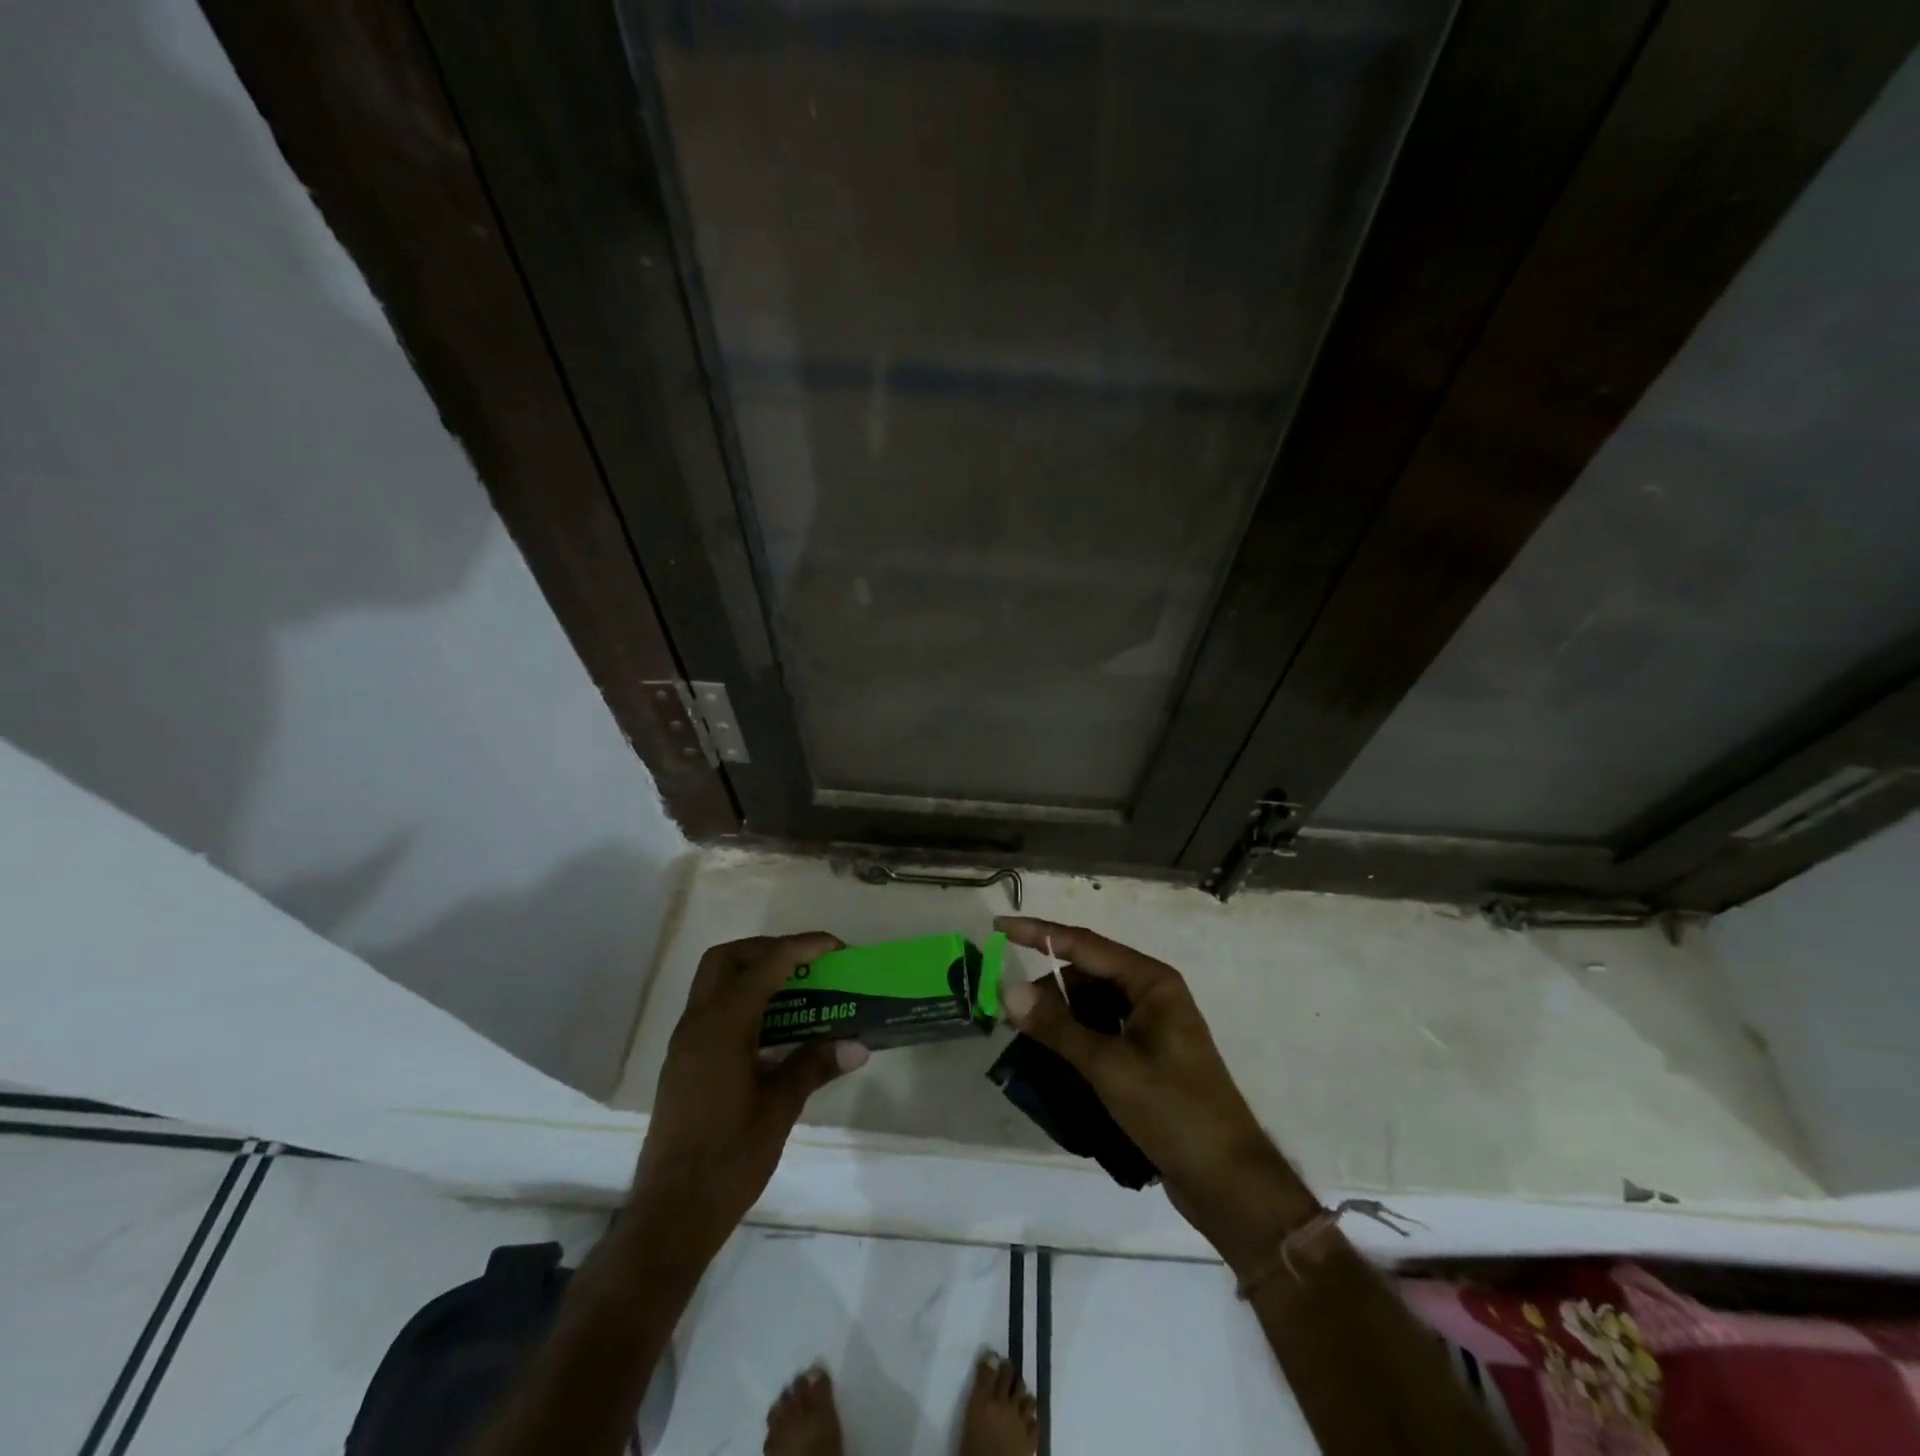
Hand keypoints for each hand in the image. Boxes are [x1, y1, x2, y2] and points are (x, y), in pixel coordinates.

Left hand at [630, 934, 868, 1264]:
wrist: (671, 1216)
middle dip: (768, 949)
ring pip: (715, 982)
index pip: (765, 965)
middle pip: (727, 959)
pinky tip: (772, 1029)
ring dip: (753, 973)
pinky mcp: (683, 1063)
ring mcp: (685, 1044)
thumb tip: (856, 1044)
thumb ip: (815, 1065)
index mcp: (722, 1027)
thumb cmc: (729, 1159)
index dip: (802, 947)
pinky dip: (742, 1000)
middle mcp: (697, 1024)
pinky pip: (712, 1009)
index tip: (836, 947)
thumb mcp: (780, 1109)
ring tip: (797, 989)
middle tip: (807, 963)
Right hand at [996, 917, 1317, 1271]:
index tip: (1000, 926)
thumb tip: (1009, 989)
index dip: (1039, 933)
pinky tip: (1053, 1057)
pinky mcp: (1147, 1056)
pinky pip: (1101, 1031)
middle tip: (1011, 1010)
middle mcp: (1152, 994)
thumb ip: (1057, 1027)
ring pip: (1092, 1004)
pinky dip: (1075, 1037)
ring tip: (1028, 1039)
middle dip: (1049, 987)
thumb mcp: (1109, 1067)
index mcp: (1151, 981)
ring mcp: (1151, 1026)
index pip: (1084, 944)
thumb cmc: (1174, 1111)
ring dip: (1061, 1015)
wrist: (1229, 1181)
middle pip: (1087, 974)